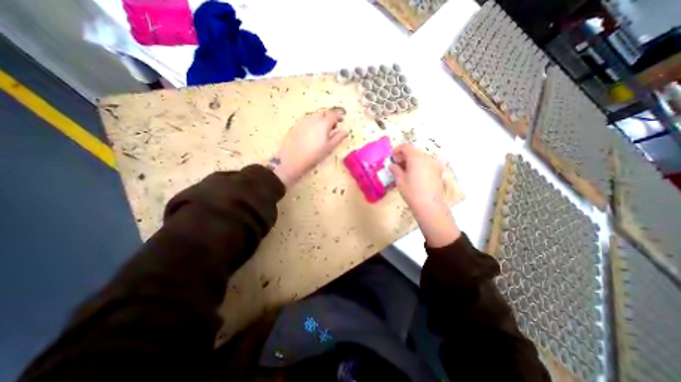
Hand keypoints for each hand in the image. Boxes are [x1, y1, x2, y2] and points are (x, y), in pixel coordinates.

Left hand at [272, 108, 347, 187]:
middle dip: (329, 117)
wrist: (293, 158)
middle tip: (332, 126)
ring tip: (322, 129)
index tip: (342, 120)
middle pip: (324, 113)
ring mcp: (303, 120)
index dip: (339, 116)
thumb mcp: (329, 147)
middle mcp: (313, 118)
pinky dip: (312, 122)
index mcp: (323, 123)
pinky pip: (307, 119)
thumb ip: (338, 138)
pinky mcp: (296, 125)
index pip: (333, 114)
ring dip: (321, 119)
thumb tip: (345, 131)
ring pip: (315, 115)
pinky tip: (312, 132)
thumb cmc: (314, 154)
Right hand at [391, 143, 459, 247]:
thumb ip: (395, 170)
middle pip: (414, 152)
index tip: (393, 158)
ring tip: (405, 172)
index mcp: (416, 158)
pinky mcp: (438, 172)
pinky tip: (414, 177)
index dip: (398, 150)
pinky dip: (419, 166)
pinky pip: (426, 164)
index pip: (407, 147)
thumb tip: (392, 165)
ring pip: (421, 158)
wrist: (430, 206)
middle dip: (404, 156)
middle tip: (397, 166)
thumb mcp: (400, 181)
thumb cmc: (412, 192)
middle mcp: (427, 158)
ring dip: (412, 161)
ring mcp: (435, 165)